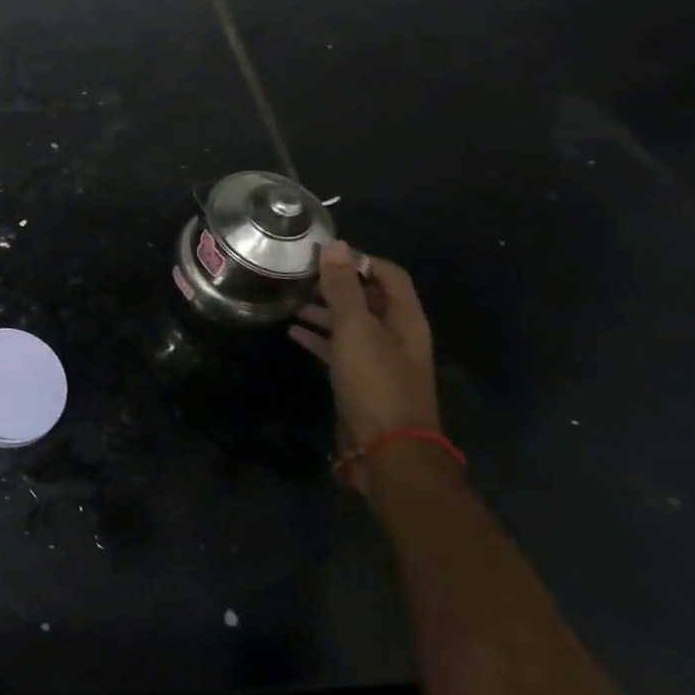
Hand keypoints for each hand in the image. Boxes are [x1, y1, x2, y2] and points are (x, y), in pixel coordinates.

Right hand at [290, 241, 437, 492]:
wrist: (386, 450)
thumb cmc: (375, 382)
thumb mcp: (356, 329)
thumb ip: (343, 288)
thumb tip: (335, 245)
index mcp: (405, 319)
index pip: (389, 274)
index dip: (359, 259)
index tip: (320, 253)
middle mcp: (396, 335)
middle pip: (368, 298)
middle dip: (336, 283)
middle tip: (298, 273)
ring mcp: (379, 360)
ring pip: (350, 323)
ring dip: (323, 309)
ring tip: (289, 299)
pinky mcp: (360, 380)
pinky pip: (338, 348)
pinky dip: (317, 337)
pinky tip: (292, 332)